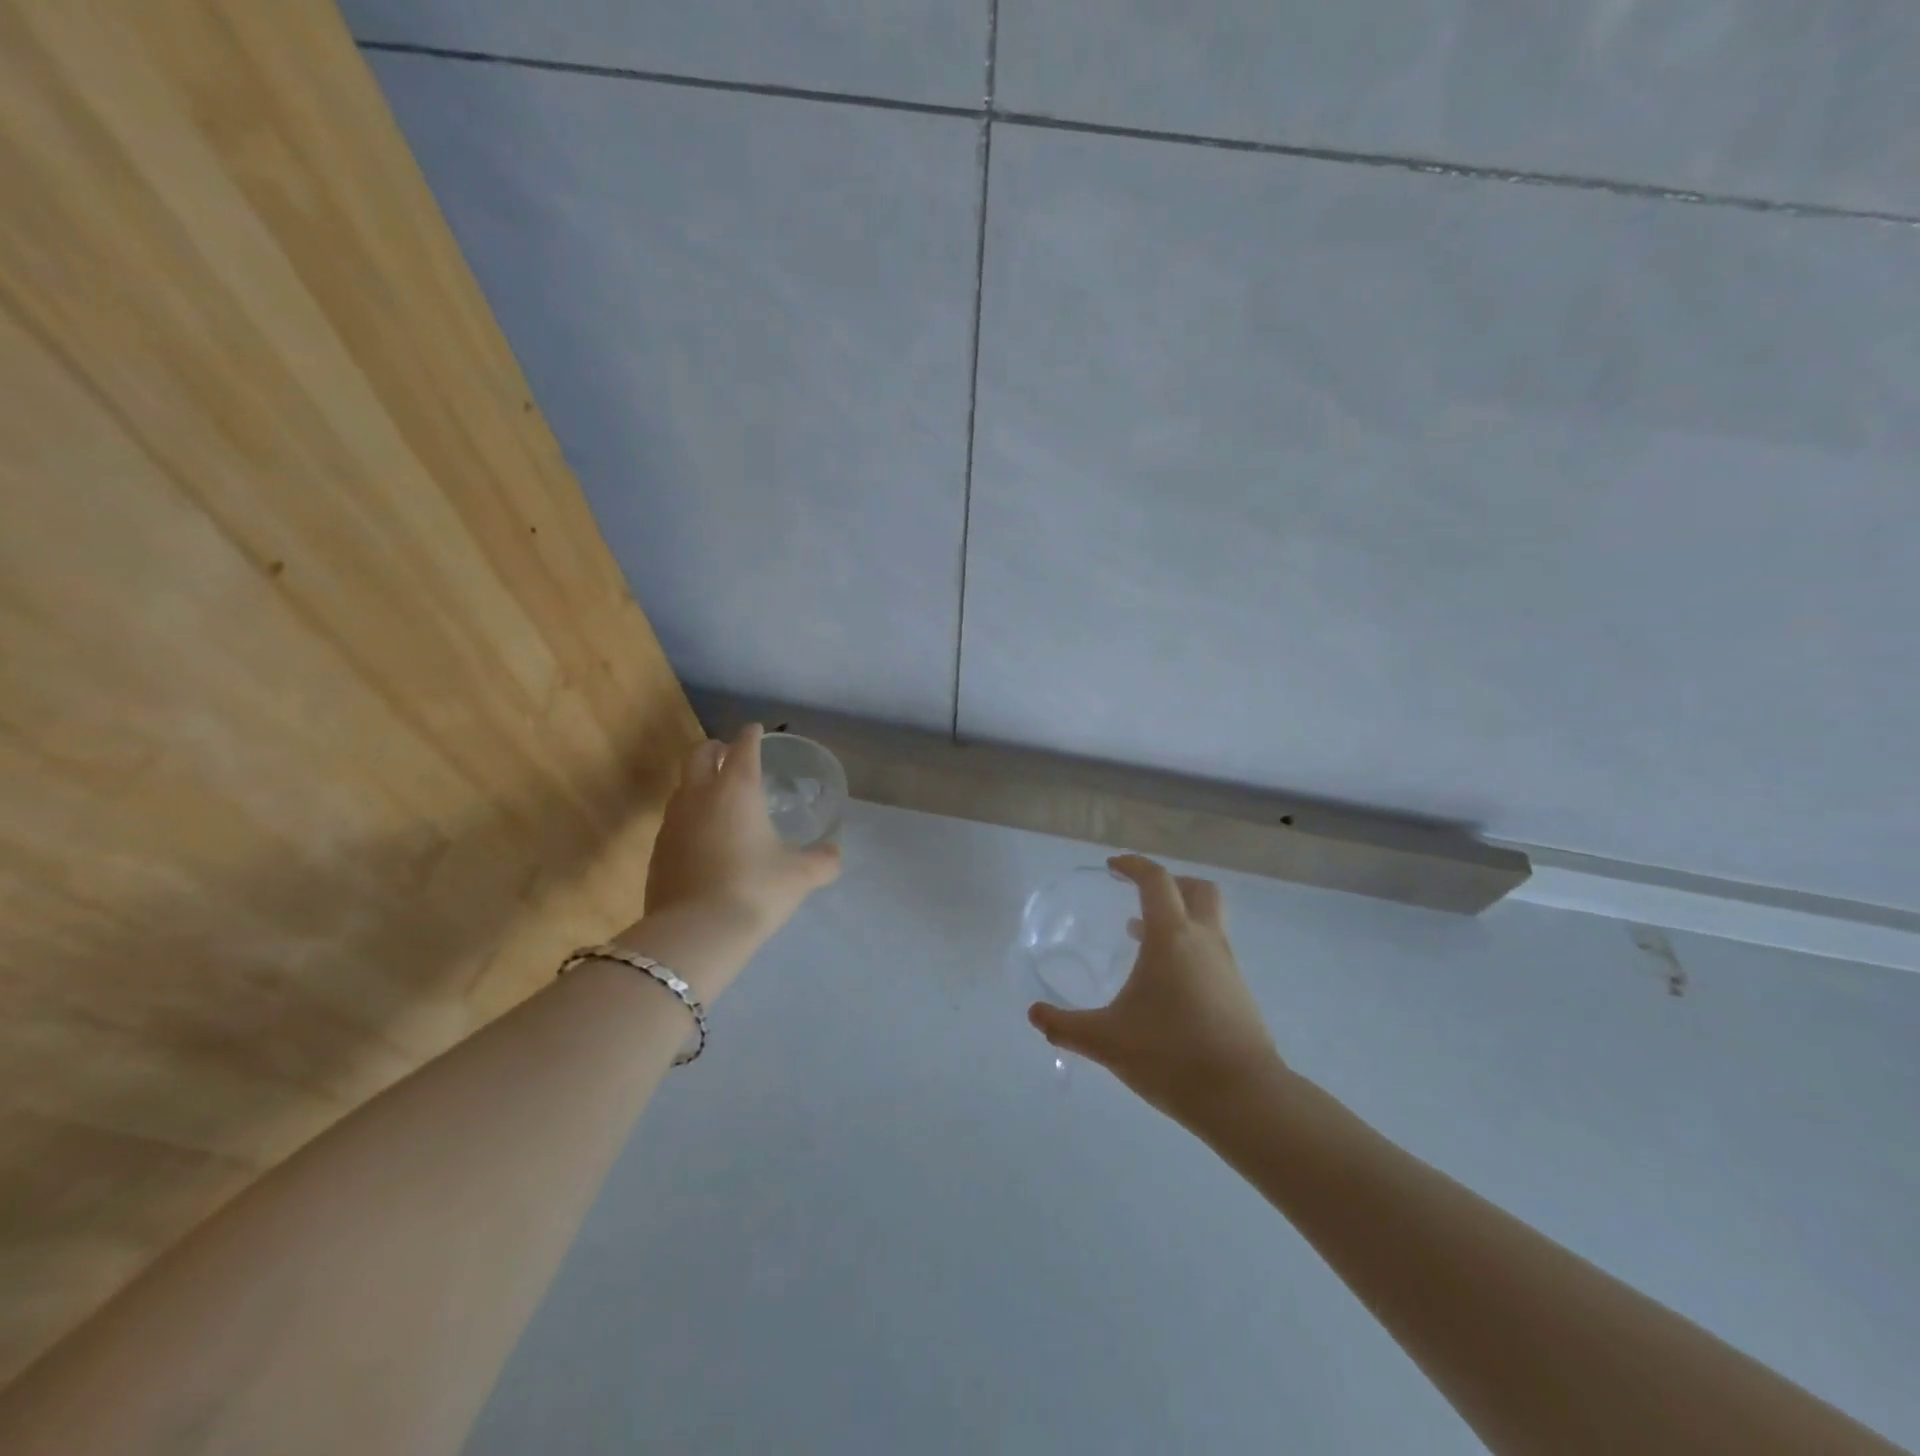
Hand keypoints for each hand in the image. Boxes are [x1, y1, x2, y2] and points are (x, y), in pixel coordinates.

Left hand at [638, 723, 841, 949]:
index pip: (743, 748)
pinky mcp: (657, 850)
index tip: (757, 731)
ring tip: (717, 796)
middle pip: (699, 754)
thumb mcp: (800, 875)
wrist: (695, 933)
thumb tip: (834, 854)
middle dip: (715, 748)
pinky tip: (703, 838)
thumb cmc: (755, 890)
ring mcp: (672, 822)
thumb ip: (822, 860)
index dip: (752, 736)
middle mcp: (700, 795)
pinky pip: (674, 819)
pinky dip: (689, 816)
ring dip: (698, 781)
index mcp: (737, 789)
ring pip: (682, 786)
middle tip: (730, 754)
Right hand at [1028, 855, 1283, 1123]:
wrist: (1244, 1099)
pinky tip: (1166, 984)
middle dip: (1170, 883)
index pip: (1156, 880)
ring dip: (1179, 918)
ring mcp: (1227, 966)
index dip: (1133, 866)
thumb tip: (1034, 1015)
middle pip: (1198, 889)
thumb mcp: (1106, 1041)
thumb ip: (1066, 1027)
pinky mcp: (1238, 993)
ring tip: (1142, 941)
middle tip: (1140, 896)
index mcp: (1171, 937)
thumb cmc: (1171, 1056)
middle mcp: (1204, 941)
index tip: (1112, 867)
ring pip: (1208, 921)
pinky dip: (1189, 948)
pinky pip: (1212, 951)